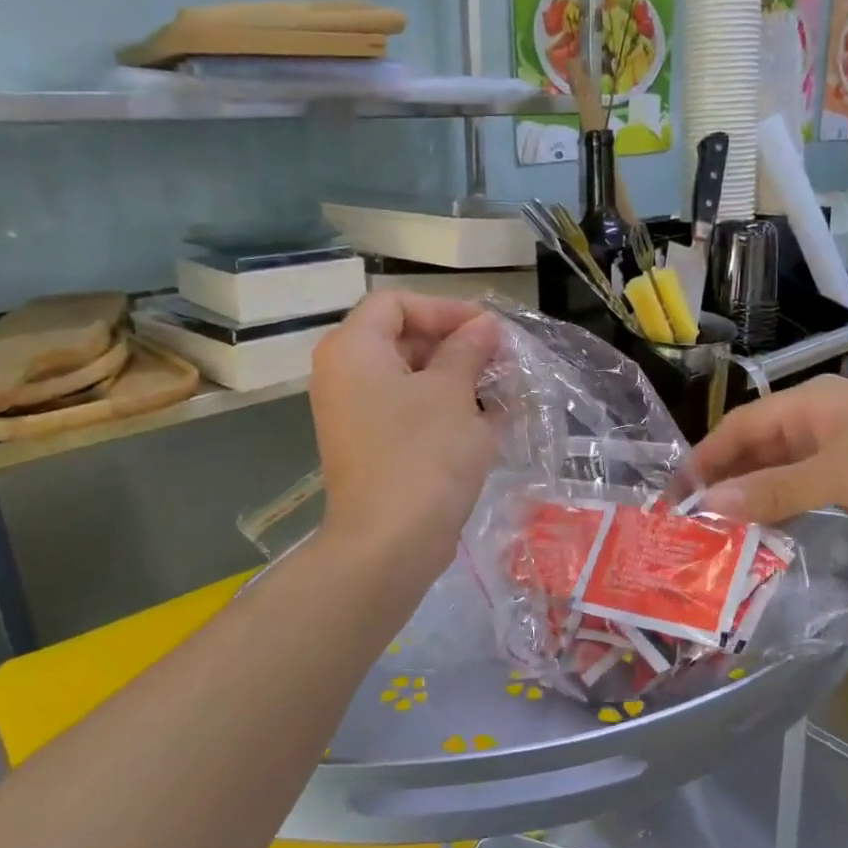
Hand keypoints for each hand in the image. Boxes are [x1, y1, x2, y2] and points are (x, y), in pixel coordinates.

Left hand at [310, 292, 501, 578]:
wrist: (390, 543)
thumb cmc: (423, 454)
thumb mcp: (453, 392)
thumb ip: (468, 349)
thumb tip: (484, 325)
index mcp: (353, 350)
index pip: (397, 303)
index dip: (445, 308)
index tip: (488, 329)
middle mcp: (345, 376)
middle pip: (402, 339)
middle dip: (456, 345)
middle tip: (501, 359)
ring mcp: (356, 416)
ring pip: (411, 379)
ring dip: (457, 379)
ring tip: (502, 389)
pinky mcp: (373, 448)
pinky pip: (409, 413)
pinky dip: (444, 410)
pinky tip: (489, 420)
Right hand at [683, 375, 847, 551]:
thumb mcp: (839, 476)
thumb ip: (772, 490)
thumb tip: (708, 503)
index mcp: (812, 403)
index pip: (741, 425)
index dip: (706, 458)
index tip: (676, 494)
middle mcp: (824, 420)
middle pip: (759, 446)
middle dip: (727, 478)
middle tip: (694, 519)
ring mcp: (847, 450)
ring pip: (783, 470)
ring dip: (754, 496)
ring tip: (722, 531)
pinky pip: (810, 489)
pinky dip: (786, 507)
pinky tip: (769, 531)